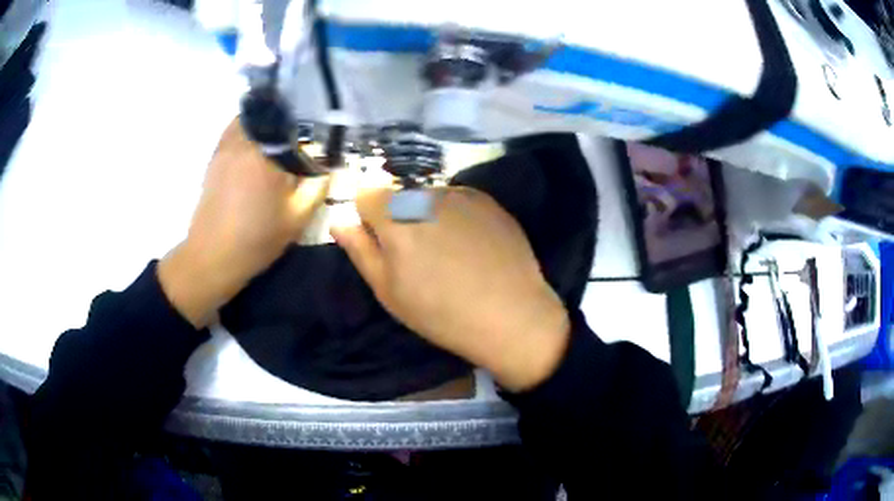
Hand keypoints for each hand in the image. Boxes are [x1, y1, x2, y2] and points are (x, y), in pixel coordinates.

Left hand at [158, 118, 328, 326]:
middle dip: (293, 117)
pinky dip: (251, 126)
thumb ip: (318, 184)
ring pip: (253, 116)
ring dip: (270, 119)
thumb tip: (330, 160)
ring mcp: (226, 145)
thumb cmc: (256, 239)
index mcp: (267, 153)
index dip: (315, 122)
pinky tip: (260, 141)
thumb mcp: (297, 217)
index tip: (325, 132)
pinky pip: (236, 127)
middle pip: (274, 113)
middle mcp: (245, 140)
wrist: (212, 257)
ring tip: (284, 134)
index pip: (297, 121)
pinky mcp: (216, 154)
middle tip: (306, 132)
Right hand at [330, 188, 570, 391]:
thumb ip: (360, 250)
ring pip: (429, 197)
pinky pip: (459, 200)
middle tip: (420, 256)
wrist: (511, 316)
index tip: (384, 246)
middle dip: (399, 217)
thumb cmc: (441, 312)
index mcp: (396, 216)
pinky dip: (458, 216)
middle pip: (399, 195)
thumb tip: (339, 222)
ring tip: (451, 253)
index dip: (369, 219)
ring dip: (429, 215)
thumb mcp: (388, 290)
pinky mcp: (489, 201)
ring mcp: (463, 194)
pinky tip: (474, 247)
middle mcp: (427, 194)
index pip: (366, 194)